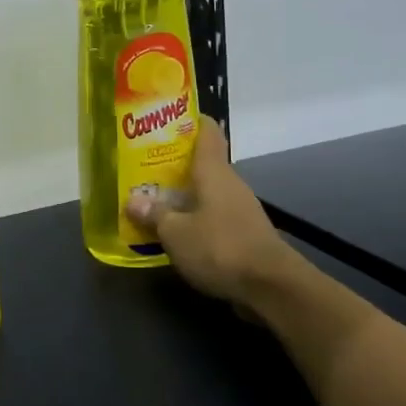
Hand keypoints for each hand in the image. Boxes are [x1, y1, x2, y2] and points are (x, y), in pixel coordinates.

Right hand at [126, 119, 298, 311]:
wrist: (271, 287)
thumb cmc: (221, 247)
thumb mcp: (176, 233)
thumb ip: (155, 215)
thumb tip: (134, 200)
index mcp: (214, 172)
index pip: (208, 132)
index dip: (191, 121)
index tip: (169, 118)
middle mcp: (230, 184)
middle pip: (203, 164)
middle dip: (175, 164)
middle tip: (144, 166)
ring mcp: (240, 210)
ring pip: (207, 192)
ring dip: (184, 195)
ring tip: (153, 200)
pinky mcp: (245, 234)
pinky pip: (214, 217)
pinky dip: (195, 219)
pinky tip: (176, 232)